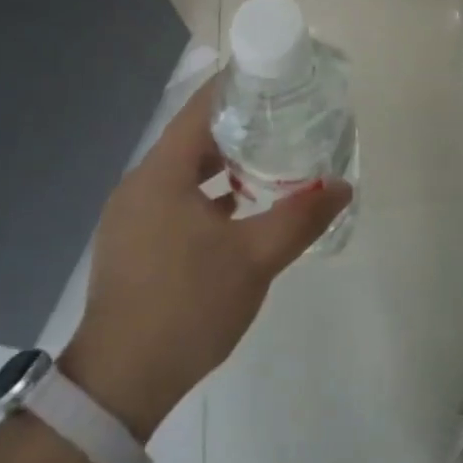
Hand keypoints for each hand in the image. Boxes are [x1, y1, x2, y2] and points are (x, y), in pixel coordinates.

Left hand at [60, 78, 350, 440]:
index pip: (200, 108)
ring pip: (183, 172)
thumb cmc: (187, 307)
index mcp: (161, 174)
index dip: (237, 87)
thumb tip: (344, 188)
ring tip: (269, 162)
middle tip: (284, 119)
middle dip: (238, 126)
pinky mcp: (131, 243)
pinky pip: (173, 199)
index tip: (274, 77)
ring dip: (223, 164)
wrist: (119, 385)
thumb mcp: (254, 259)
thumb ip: (301, 217)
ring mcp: (130, 216)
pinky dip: (206, 194)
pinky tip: (238, 212)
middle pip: (193, 137)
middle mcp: (140, 184)